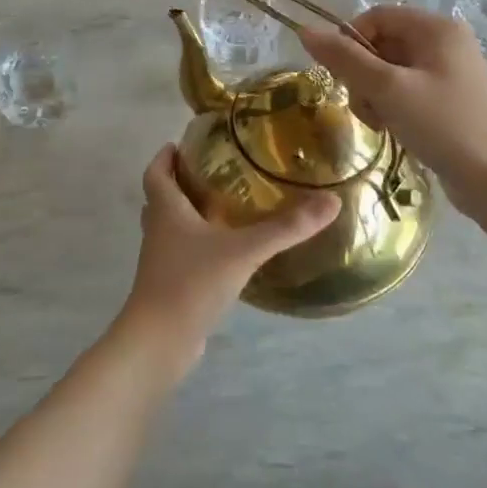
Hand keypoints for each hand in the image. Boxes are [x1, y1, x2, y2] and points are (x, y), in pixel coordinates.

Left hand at [116, 144, 339, 375]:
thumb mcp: (243, 250)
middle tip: (211, 173)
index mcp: (167, 210)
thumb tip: (330, 201)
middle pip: (161, 198)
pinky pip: (181, 256)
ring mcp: (161, 262)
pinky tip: (226, 254)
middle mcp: (158, 231)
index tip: (180, 145)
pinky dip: (198, 247)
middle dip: (181, 183)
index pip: (156, 173)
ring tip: (224, 208)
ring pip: (170, 228)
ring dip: (189, 215)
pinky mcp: (169, 287)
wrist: (160, 342)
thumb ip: (285, 228)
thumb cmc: (191, 283)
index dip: (164, 158)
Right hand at [301, 6, 486, 221]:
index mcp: (436, 28)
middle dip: (363, 76)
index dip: (351, 42)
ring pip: (391, 72)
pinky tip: (396, 131)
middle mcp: (445, 42)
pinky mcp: (450, 101)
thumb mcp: (388, 90)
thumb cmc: (444, 125)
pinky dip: (393, 108)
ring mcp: (450, 73)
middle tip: (366, 108)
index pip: (376, 17)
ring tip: (382, 124)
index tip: (342, 77)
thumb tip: (306, 31)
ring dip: (375, 96)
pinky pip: (407, 92)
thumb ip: (345, 59)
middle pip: (382, 45)